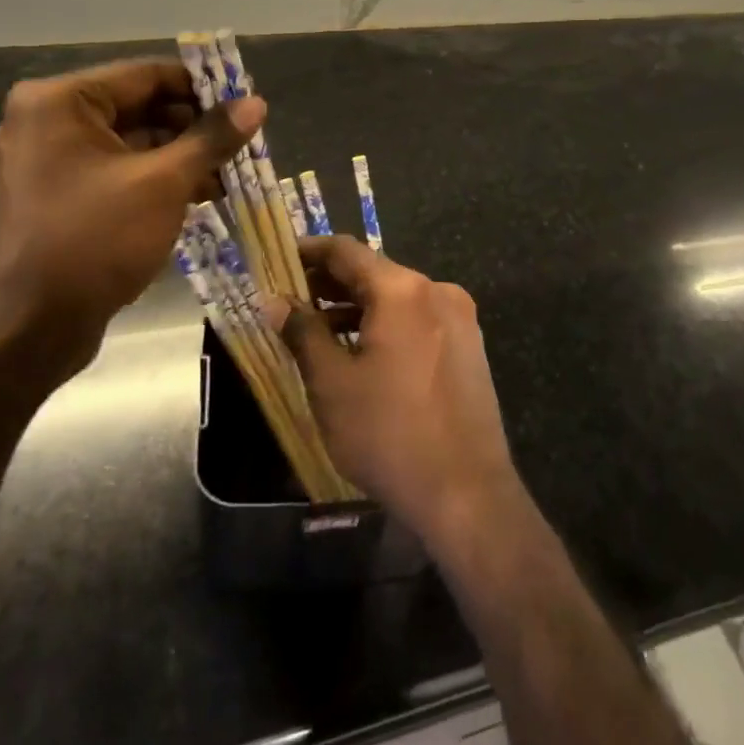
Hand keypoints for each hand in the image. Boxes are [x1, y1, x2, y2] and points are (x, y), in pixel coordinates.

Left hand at [0, 59, 263, 389]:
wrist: (28, 330)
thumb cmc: (94, 241)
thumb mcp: (163, 183)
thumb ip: (211, 138)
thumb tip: (256, 103)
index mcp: (60, 102)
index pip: (146, 75)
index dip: (202, 87)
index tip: (246, 101)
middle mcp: (48, 121)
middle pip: (139, 108)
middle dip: (194, 127)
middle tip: (244, 142)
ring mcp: (49, 161)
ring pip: (131, 144)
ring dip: (181, 157)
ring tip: (232, 174)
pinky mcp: (58, 197)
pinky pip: (116, 173)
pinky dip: (156, 180)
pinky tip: (201, 195)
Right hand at [284, 237, 519, 547]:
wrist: (467, 494)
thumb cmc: (389, 434)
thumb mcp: (332, 383)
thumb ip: (303, 332)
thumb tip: (275, 301)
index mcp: (403, 290)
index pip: (347, 251)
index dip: (309, 251)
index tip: (279, 258)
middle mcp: (436, 291)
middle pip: (374, 272)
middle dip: (330, 282)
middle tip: (290, 297)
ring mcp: (459, 318)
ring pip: (396, 297)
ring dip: (356, 306)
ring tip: (317, 326)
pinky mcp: (468, 346)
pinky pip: (417, 319)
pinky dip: (385, 323)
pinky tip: (359, 348)